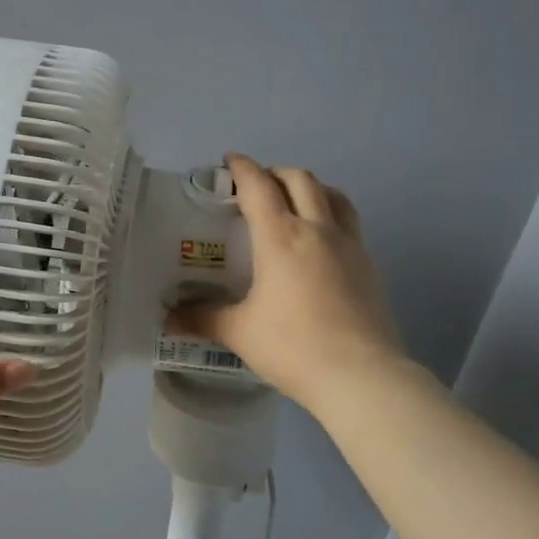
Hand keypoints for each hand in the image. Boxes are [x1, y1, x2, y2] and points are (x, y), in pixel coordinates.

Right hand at [167, 154, 408, 413]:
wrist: (362, 377)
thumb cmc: (293, 346)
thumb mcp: (240, 332)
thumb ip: (203, 318)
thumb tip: (168, 319)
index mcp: (281, 237)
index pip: (259, 185)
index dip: (242, 168)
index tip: (229, 162)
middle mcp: (318, 230)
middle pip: (300, 179)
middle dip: (276, 173)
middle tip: (257, 187)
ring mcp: (350, 246)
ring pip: (334, 195)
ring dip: (311, 188)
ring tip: (295, 202)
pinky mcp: (370, 266)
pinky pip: (349, 224)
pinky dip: (331, 216)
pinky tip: (320, 243)